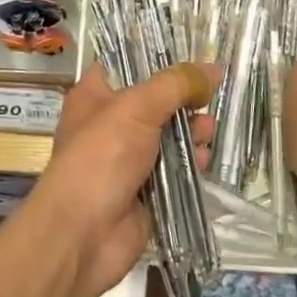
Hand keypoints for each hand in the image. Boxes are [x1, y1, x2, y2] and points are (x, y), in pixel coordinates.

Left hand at [34, 63, 214, 296]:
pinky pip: (174, 171)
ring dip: (191, 133)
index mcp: (95, 95)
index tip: (192, 61)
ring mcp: (127, 160)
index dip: (159, 61)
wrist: (82, 235)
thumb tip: (214, 68)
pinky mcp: (145, 192)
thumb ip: (176, 85)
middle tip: (207, 100)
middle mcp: (109, 124)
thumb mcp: (137, 108)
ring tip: (207, 132)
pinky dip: (191, 164)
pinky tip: (204, 161)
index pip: (128, 66)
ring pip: (168, 137)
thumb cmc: (101, 157)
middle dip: (184, 101)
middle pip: (155, 103)